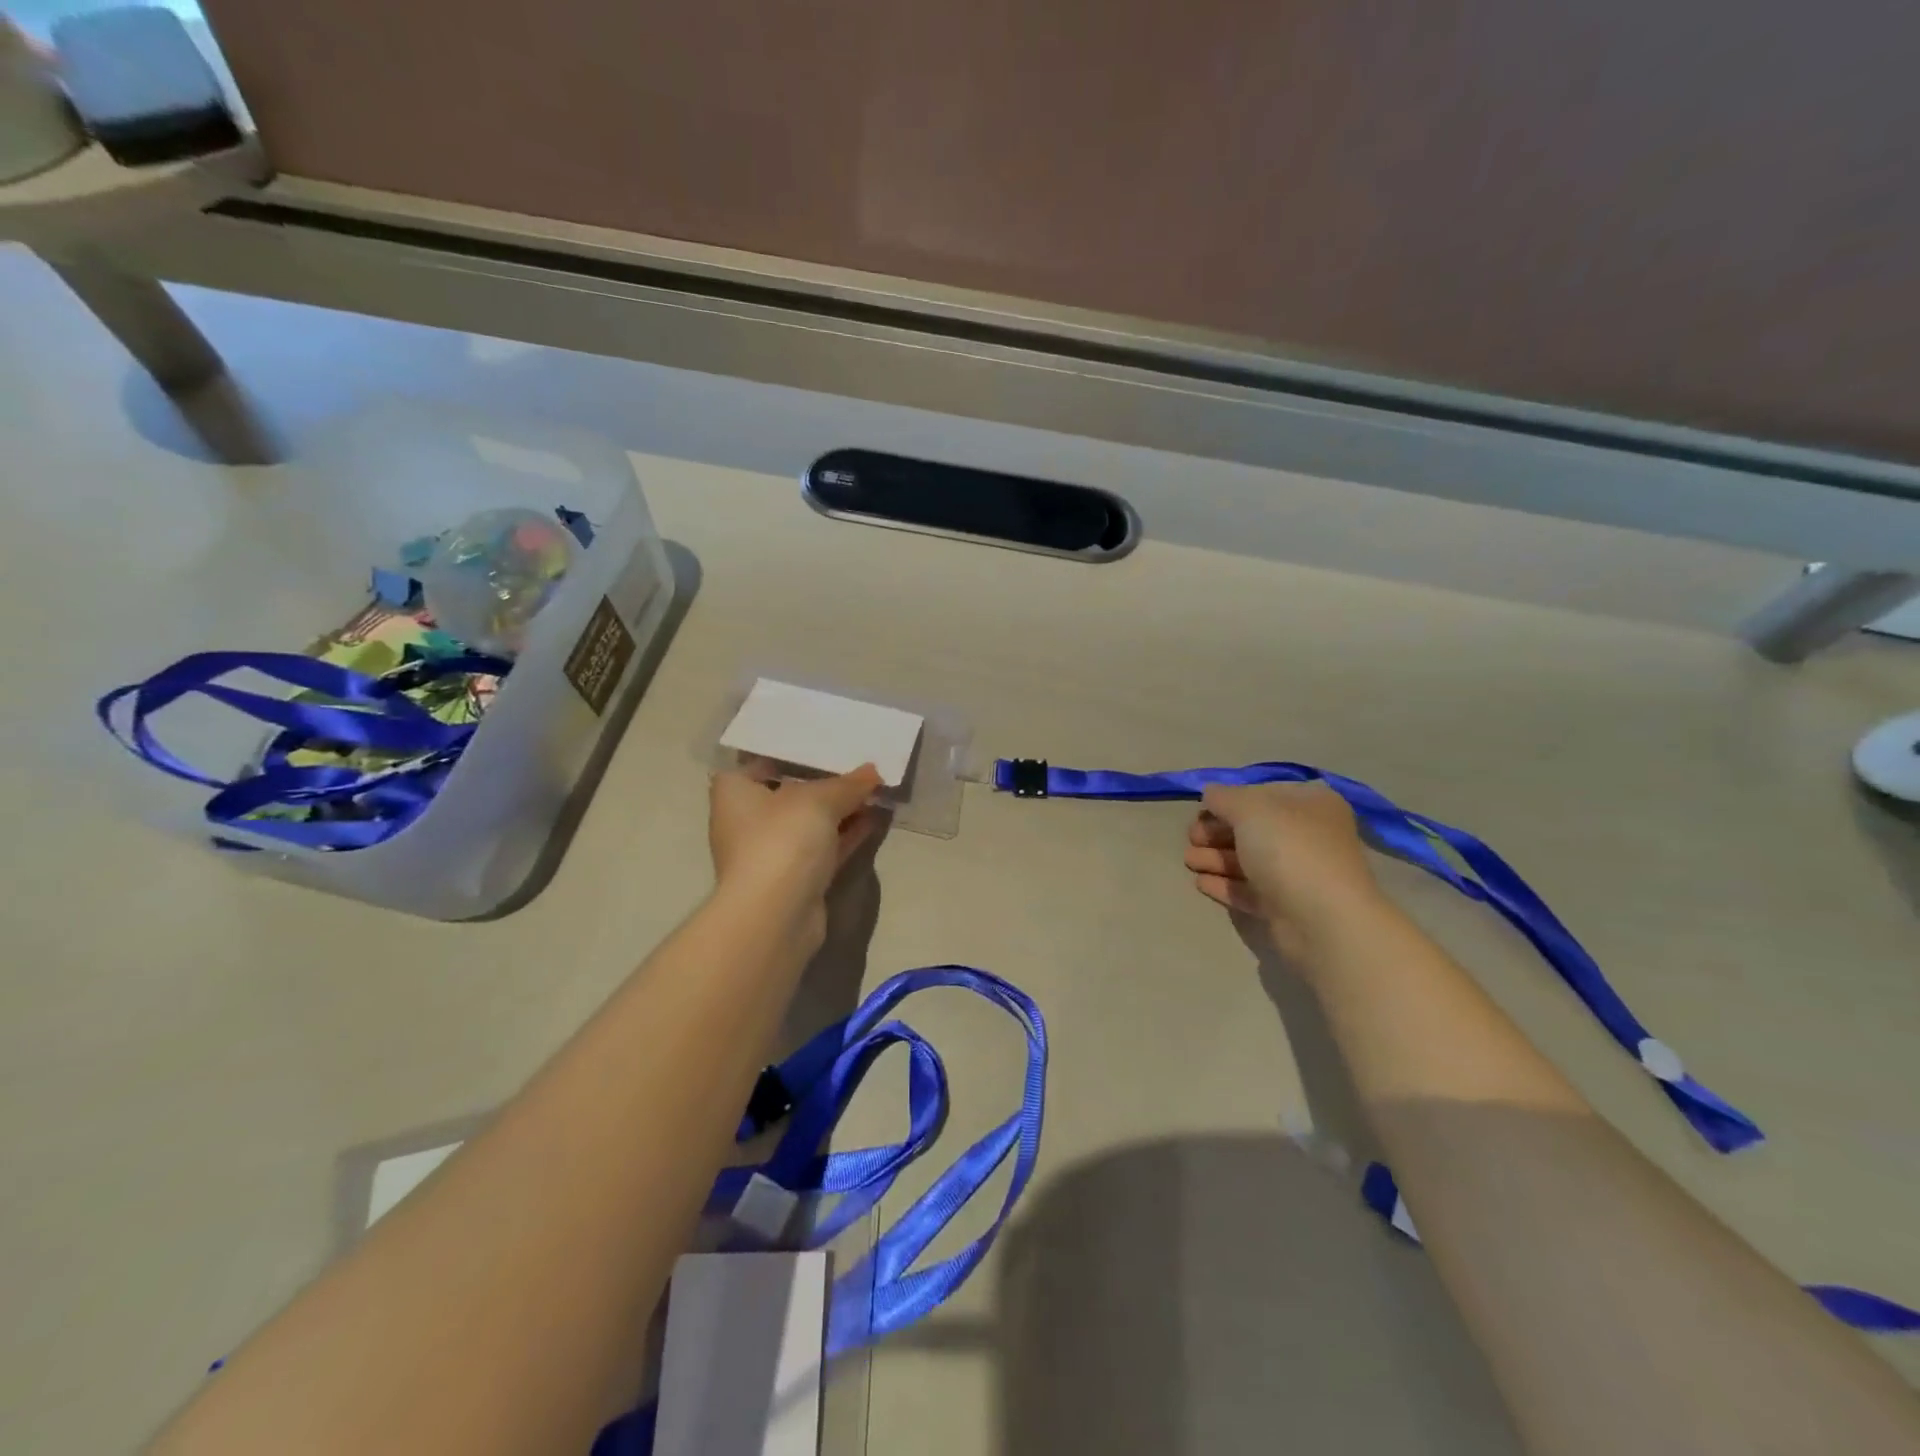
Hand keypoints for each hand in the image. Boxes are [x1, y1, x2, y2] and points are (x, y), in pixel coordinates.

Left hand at [708, 763, 885, 939]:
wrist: (776, 914)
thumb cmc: (782, 839)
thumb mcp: (818, 799)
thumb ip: (848, 783)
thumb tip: (874, 771)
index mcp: (734, 792)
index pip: (760, 762)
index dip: (791, 752)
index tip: (822, 743)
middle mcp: (747, 821)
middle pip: (790, 792)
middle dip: (824, 781)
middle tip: (858, 762)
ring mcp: (771, 852)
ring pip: (810, 823)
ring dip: (841, 809)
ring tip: (876, 788)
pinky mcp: (795, 878)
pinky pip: (824, 847)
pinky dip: (846, 833)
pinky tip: (874, 817)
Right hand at [1184, 782, 1383, 955]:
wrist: (1323, 920)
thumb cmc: (1289, 850)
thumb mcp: (1249, 808)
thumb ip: (1223, 797)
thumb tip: (1210, 794)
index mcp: (1310, 804)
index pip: (1263, 794)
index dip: (1230, 800)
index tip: (1202, 809)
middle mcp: (1308, 835)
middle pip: (1253, 829)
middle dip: (1217, 832)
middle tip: (1191, 838)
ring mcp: (1299, 874)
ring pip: (1249, 860)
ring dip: (1215, 858)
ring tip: (1188, 861)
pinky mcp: (1287, 907)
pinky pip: (1250, 890)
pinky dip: (1225, 884)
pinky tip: (1200, 883)